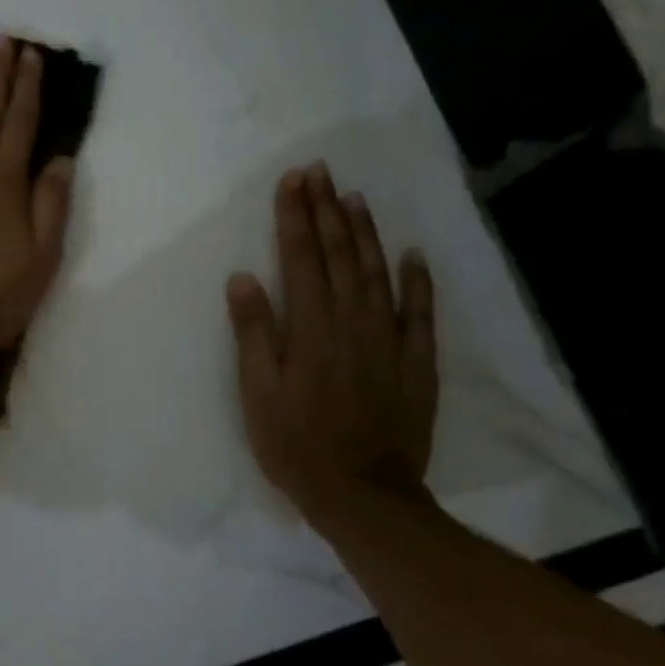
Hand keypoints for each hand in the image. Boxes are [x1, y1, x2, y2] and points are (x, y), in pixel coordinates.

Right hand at [226, 163, 438, 529]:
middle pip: (340, 256)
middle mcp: (352, 323)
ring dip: (366, 233)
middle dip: (327, 211)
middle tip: (319, 172)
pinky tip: (413, 255)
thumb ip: (253, 333)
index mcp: (310, 329)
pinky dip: (418, 281)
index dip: (295, 218)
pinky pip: (421, 313)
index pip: (301, 259)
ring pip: (379, 274)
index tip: (292, 181)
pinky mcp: (417, 363)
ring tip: (354, 198)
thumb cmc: (295, 444)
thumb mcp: (257, 393)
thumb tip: (243, 278)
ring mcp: (390, 341)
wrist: (362, 494)